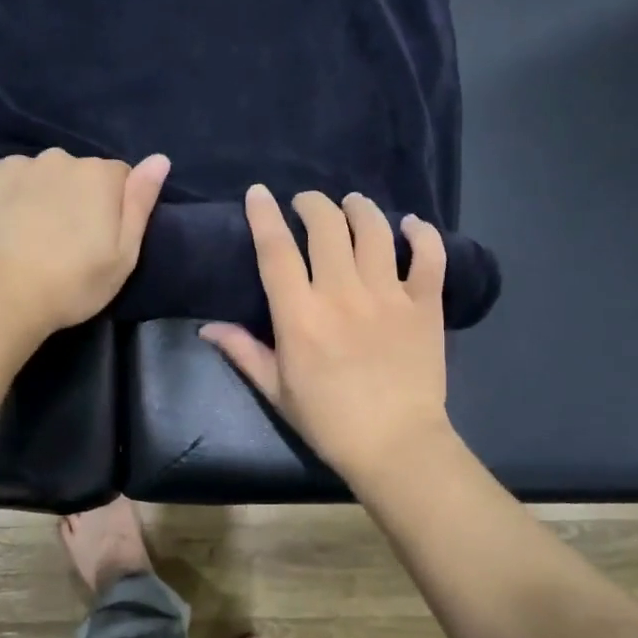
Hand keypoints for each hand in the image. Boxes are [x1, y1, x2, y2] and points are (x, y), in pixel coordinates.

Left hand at [0, 148, 170, 335]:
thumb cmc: (70, 284)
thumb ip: (140, 203)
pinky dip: (0, 198)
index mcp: (98, 175)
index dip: (111, 206)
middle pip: (74, 173)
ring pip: (34, 175)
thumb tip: (159, 159)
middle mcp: (58, 158)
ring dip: (35, 196)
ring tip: (24, 239)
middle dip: (72, 197)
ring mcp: (13, 165)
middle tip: (60, 242)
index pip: (117, 177)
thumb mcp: (123, 256)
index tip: (98, 238)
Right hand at [201, 186, 452, 482]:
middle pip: (326, 227)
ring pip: (374, 231)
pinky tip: (410, 225)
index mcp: (300, 315)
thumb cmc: (328, 421)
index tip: (259, 192)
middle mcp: (342, 294)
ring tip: (352, 203)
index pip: (276, 250)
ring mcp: (388, 296)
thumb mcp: (276, 390)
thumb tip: (208, 327)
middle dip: (313, 204)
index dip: (264, 215)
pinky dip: (422, 234)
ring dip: (359, 208)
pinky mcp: (425, 305)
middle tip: (307, 203)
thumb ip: (243, 352)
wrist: (396, 445)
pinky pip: (429, 256)